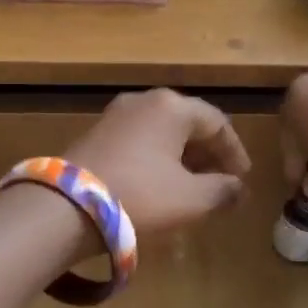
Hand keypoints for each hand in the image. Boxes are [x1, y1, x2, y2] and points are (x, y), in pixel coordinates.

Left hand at [66, 89, 252, 236]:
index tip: (242, 178)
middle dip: (208, 153)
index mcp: (172, 106)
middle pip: (188, 123)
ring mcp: (116, 115)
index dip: (234, 151)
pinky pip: (140, 140)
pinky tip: (160, 184)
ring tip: (193, 186)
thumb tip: (238, 189)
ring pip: (162, 132)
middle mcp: (144, 101)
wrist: (65, 206)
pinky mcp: (96, 133)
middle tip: (221, 182)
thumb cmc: (140, 195)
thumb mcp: (191, 199)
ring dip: (182, 156)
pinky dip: (157, 158)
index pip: (217, 122)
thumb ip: (222, 191)